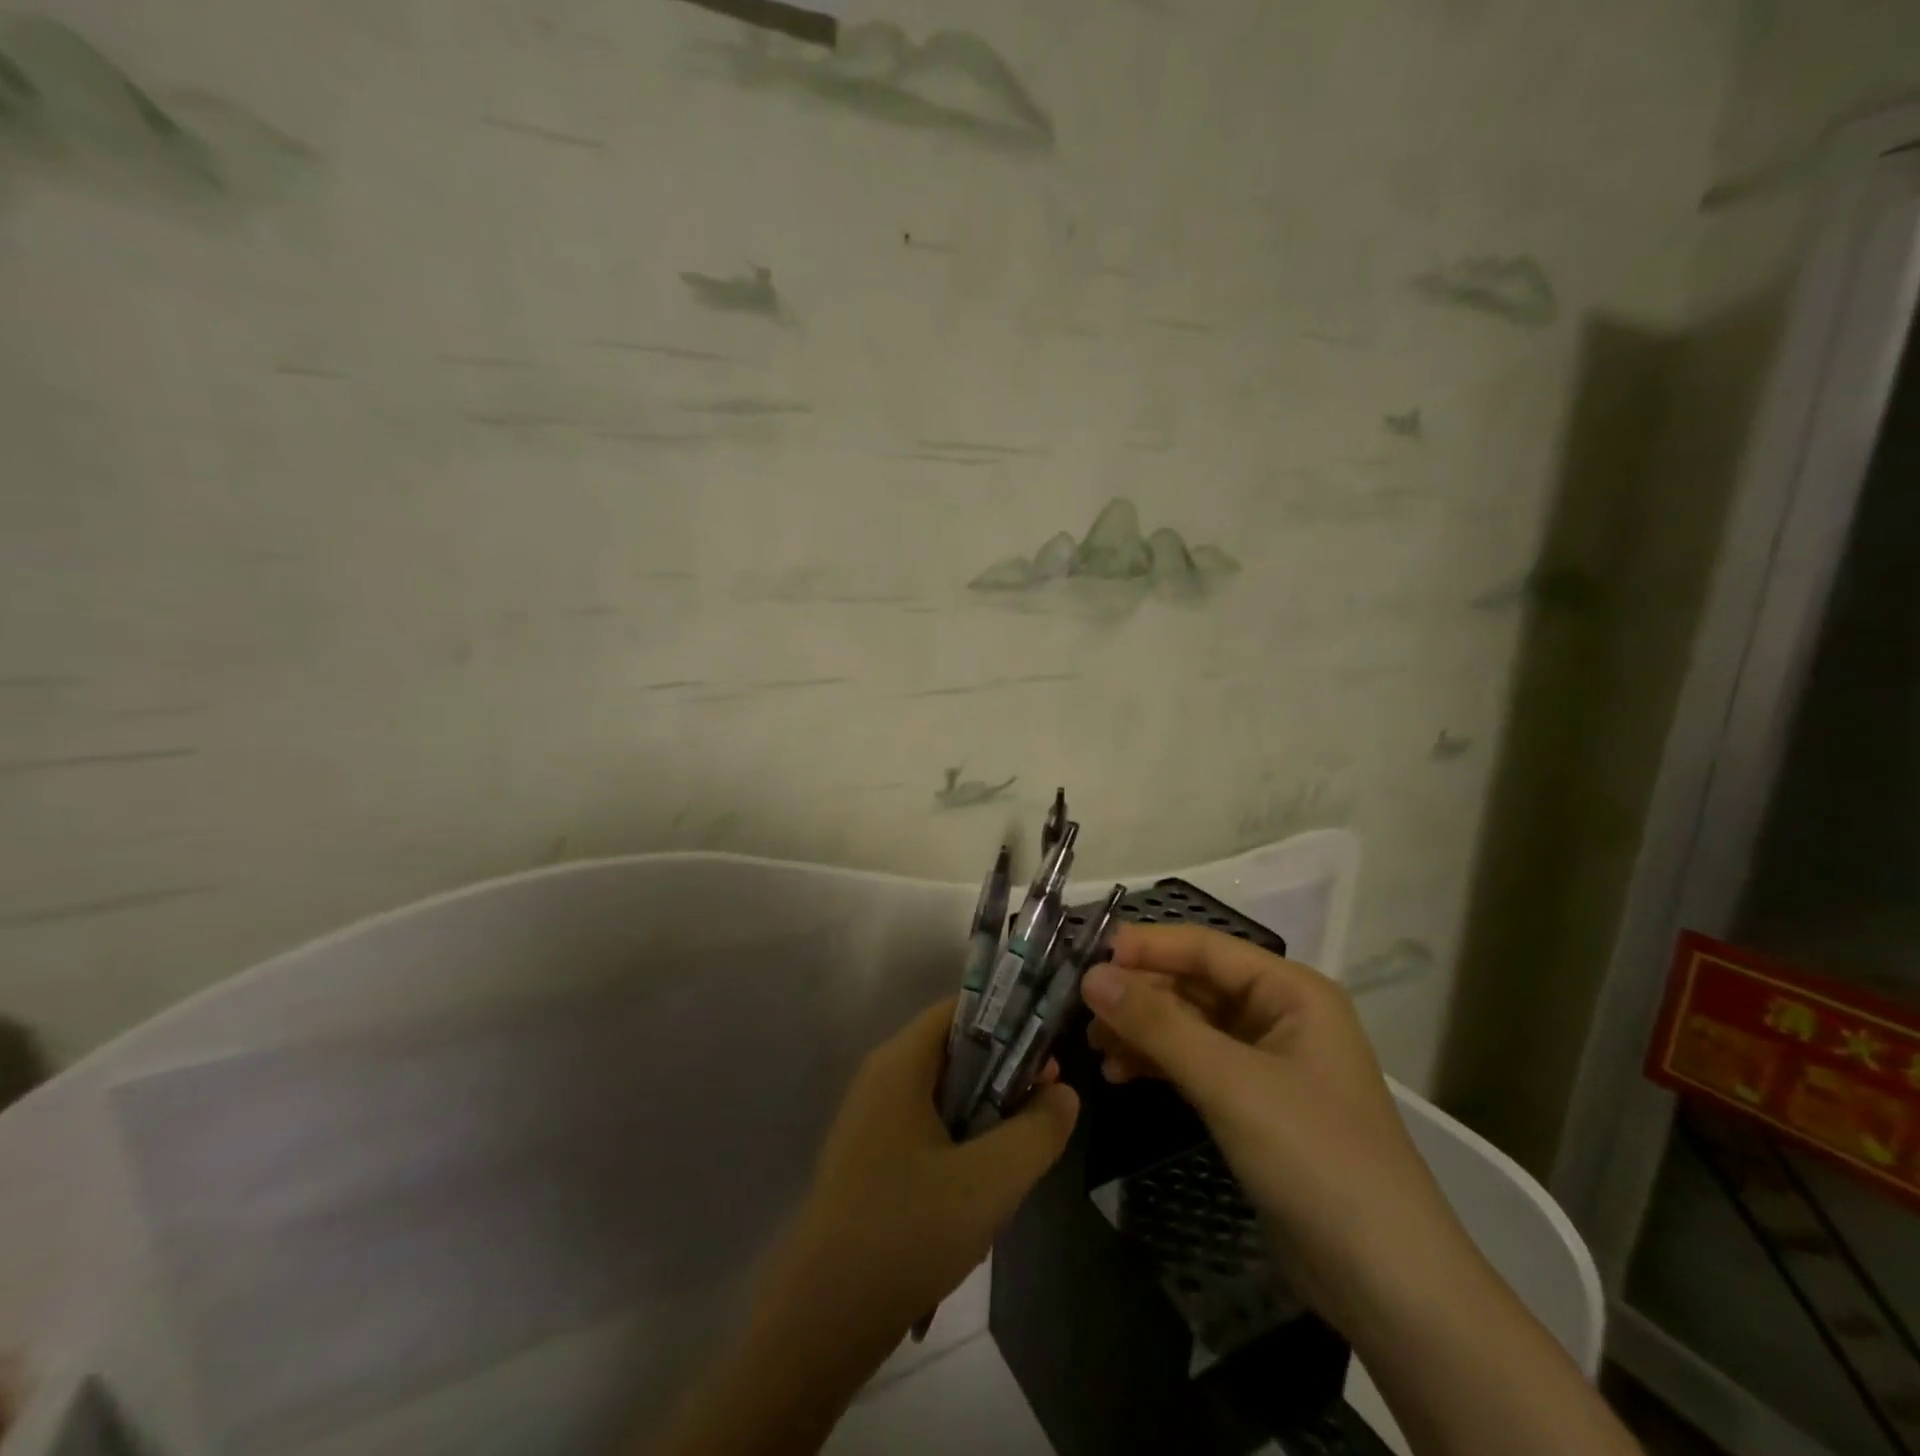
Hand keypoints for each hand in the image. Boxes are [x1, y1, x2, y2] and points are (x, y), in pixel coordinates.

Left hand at [777, 997, 1079, 1346]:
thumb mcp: (992, 1179)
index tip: (1047, 1053)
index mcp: (900, 1063)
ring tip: (1016, 1161)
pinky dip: (959, 1148)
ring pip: (943, 1098)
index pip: (960, 1009)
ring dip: (984, 1120)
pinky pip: (925, 1133)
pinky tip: (978, 1198)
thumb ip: (1038, 1129)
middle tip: (1044, 1108)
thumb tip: (1064, 1093)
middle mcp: (881, 1079)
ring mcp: (870, 1122)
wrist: (823, 1319)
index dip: (1008, 1020)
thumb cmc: (908, 1229)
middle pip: (954, 1053)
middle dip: (1003, 1076)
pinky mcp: (869, 1161)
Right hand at [1082, 925, 1471, 1340]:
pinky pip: (1195, 1064)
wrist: (1387, 1283)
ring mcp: (1266, 1061)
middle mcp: (1279, 1015)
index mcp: (1291, 991)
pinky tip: (1120, 1075)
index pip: (1205, 948)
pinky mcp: (1253, 1103)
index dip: (1146, 947)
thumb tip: (1091, 976)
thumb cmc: (1315, 1158)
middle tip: (1081, 1010)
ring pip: (1189, 1025)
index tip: (1087, 957)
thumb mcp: (1230, 1083)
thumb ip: (1157, 1025)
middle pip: (1194, 985)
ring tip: (1094, 1046)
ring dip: (1142, 1031)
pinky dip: (1158, 1065)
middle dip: (1139, 995)